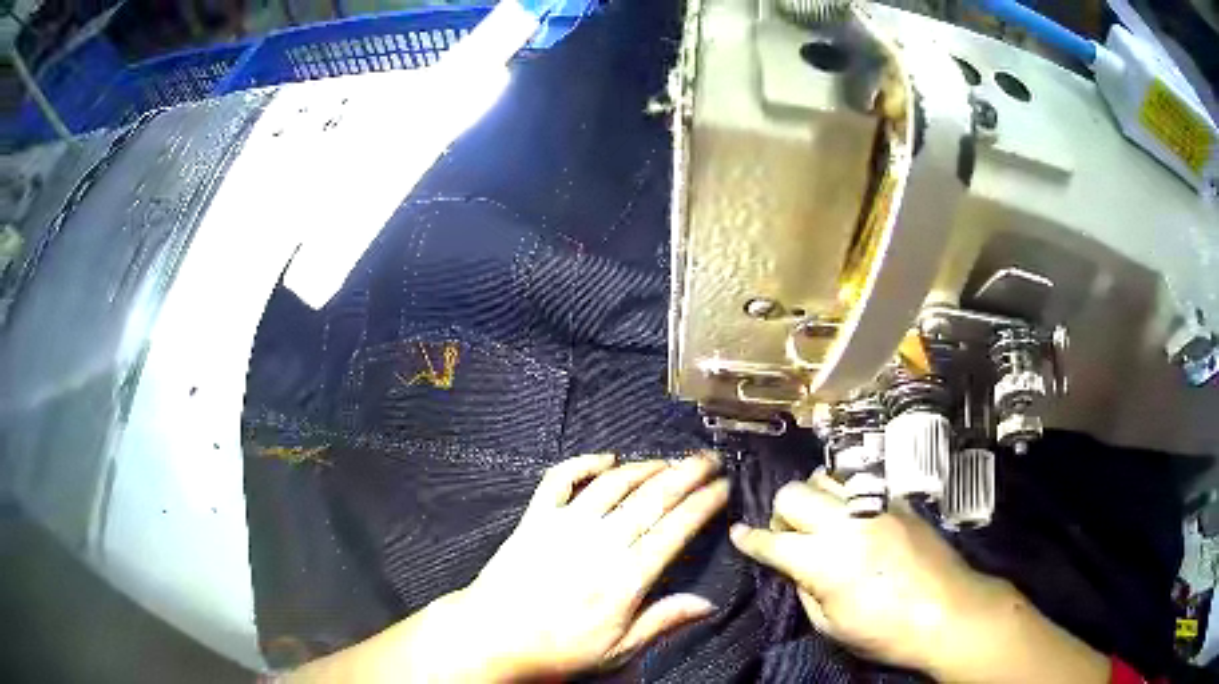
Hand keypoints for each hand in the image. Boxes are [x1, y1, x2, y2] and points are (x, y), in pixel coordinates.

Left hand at [459, 452, 730, 679]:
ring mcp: (566, 524)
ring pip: (615, 483)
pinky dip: (585, 462)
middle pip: (653, 497)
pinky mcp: (536, 517)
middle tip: (709, 459)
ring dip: (647, 466)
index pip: (676, 528)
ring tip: (670, 460)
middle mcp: (601, 541)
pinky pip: (561, 478)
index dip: (705, 503)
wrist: (494, 636)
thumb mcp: (618, 649)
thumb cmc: (559, 648)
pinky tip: (607, 458)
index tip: (725, 486)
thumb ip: (663, 621)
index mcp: (626, 576)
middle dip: (687, 473)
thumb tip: (708, 604)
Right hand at [729, 471, 1108, 683]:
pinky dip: (849, 496)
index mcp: (833, 559)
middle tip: (784, 525)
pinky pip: (864, 486)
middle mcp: (855, 520)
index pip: (774, 538)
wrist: (961, 610)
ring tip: (819, 515)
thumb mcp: (841, 625)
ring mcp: (882, 504)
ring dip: (817, 497)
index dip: (752, 539)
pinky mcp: (904, 503)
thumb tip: (801, 569)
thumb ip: (816, 590)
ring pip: (830, 480)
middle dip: (782, 508)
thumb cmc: (897, 633)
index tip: (740, 536)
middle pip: (797, 493)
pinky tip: (855, 509)